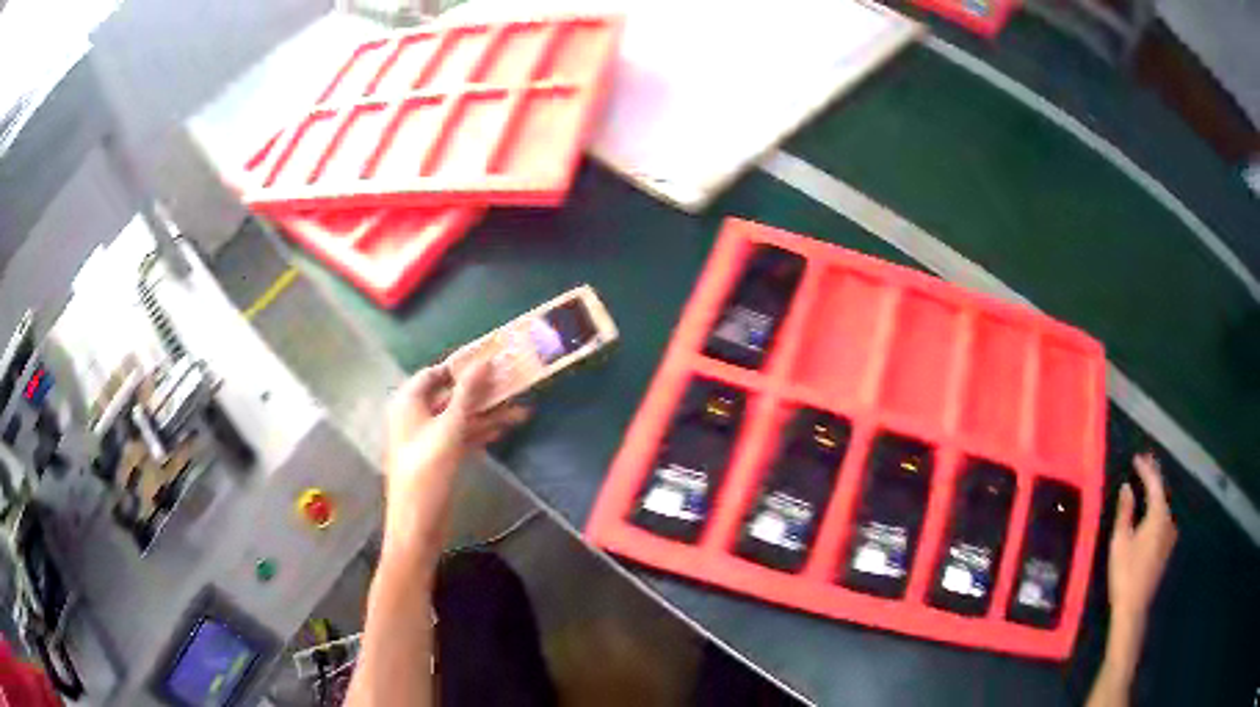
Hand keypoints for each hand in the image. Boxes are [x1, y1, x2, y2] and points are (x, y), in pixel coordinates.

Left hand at [384, 360, 528, 531]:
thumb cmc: (427, 472)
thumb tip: (485, 362)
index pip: (436, 372)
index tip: (493, 361)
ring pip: (460, 417)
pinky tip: (505, 430)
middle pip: (452, 395)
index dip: (463, 366)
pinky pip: (461, 436)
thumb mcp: (450, 429)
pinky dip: (481, 432)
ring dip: (488, 414)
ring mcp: (428, 438)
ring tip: (523, 411)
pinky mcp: (439, 457)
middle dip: (483, 392)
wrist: (418, 524)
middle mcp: (416, 415)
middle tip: (514, 383)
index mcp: (409, 402)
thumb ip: (468, 394)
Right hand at [1108, 453, 1177, 630]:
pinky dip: (1157, 508)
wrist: (1134, 607)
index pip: (1154, 482)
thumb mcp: (1120, 541)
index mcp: (1158, 514)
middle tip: (1144, 463)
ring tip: (1147, 484)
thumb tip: (1127, 487)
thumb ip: (1125, 511)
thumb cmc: (1125, 573)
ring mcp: (1170, 534)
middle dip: (1154, 476)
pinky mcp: (1167, 546)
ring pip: (1164, 505)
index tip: (1136, 458)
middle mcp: (1169, 519)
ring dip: (1156, 492)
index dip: (1146, 468)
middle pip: (1162, 491)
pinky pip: (1164, 518)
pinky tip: (1151, 510)